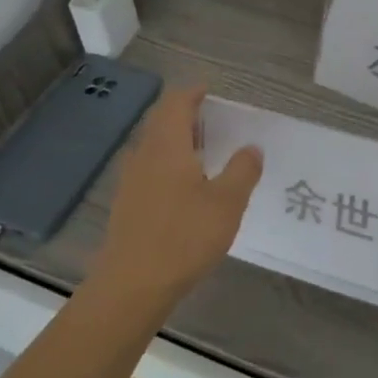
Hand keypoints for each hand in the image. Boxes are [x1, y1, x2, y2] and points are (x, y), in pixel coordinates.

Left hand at [86, 85, 261, 310]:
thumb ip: (242, 170)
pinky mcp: (127, 205)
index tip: (209, 91)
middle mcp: (144, 156)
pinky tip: (184, 187)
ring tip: (203, 150)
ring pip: (153, 147)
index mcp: (167, 146)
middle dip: (184, 114)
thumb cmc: (183, 237)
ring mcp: (130, 182)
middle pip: (160, 122)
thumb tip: (251, 148)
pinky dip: (168, 164)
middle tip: (212, 119)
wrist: (131, 287)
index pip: (175, 104)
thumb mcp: (227, 203)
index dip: (192, 93)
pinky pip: (148, 169)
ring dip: (176, 140)